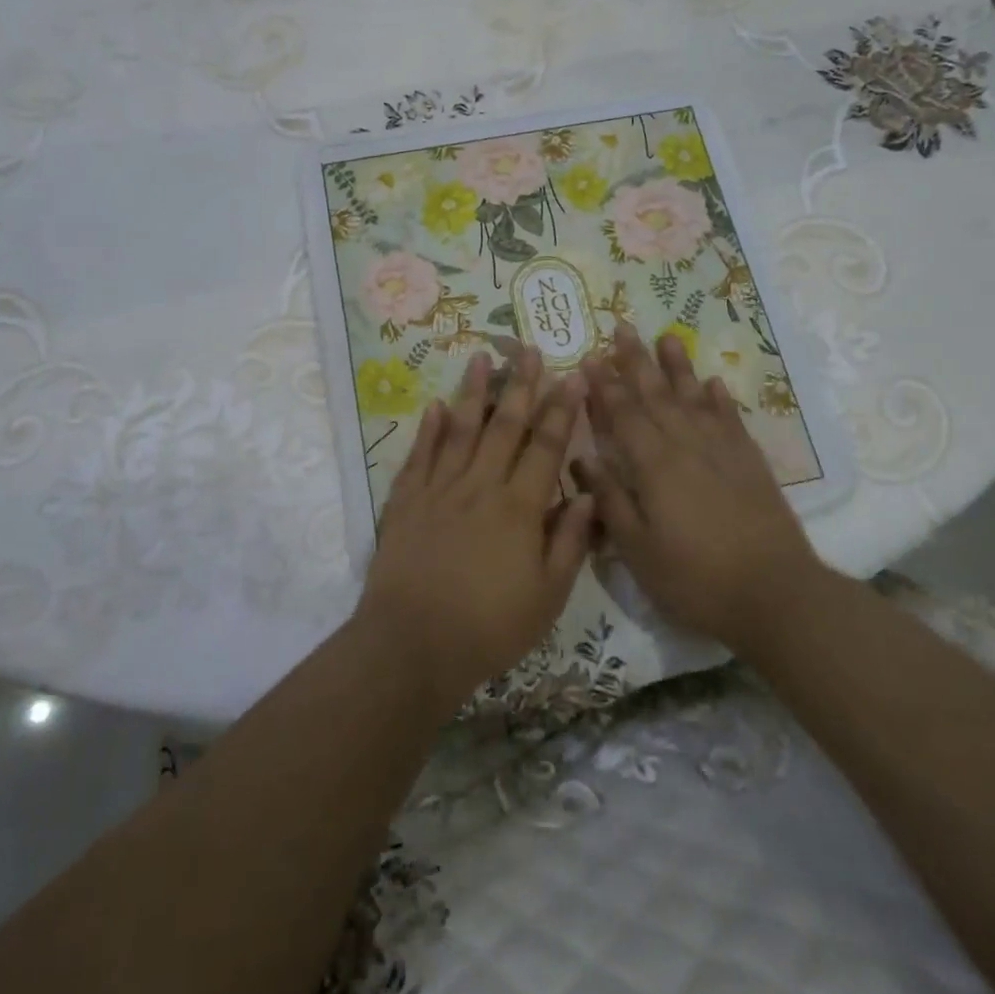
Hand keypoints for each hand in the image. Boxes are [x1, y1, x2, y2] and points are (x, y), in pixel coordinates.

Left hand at [355, 348, 595, 713]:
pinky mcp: (406, 500)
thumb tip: (587, 494)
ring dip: (473, 392)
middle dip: (520, 385)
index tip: (573, 377)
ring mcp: (439, 489)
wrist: (412, 644)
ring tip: (481, 357)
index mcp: (519, 508)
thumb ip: (570, 542)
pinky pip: (420, 455)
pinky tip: (434, 404)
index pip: (546, 447)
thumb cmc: (488, 627)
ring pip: (459, 429)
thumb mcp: (547, 597)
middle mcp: (480, 486)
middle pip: (504, 426)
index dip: (562, 410)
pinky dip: (428, 428)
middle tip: (529, 349)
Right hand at [578, 324, 825, 656]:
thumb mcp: (638, 550)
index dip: (604, 385)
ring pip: (694, 397)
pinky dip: (719, 399)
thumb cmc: (695, 578)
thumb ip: (610, 500)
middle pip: (656, 394)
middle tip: (622, 327)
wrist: (776, 595)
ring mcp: (722, 450)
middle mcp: (686, 445)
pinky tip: (713, 383)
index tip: (589, 357)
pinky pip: (730, 419)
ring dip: (678, 367)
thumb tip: (582, 457)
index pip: (623, 414)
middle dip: (636, 361)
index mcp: (654, 464)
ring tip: (668, 336)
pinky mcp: (751, 462)